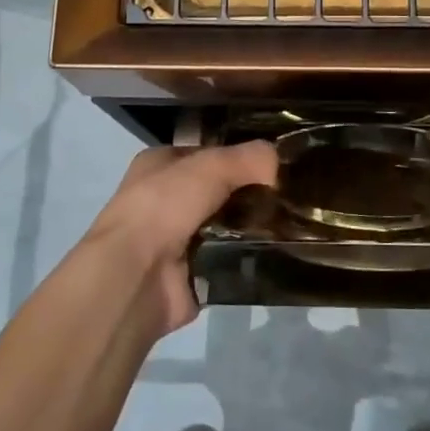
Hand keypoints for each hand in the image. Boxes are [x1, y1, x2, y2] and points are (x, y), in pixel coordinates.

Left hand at [82, 141, 277, 335]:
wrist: (135, 276)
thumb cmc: (163, 207)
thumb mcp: (210, 167)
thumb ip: (248, 158)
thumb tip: (279, 160)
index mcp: (159, 166)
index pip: (207, 154)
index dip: (239, 156)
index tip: (275, 162)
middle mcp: (165, 201)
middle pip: (220, 191)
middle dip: (250, 193)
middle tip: (290, 194)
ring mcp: (177, 241)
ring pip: (228, 226)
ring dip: (253, 226)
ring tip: (293, 222)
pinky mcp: (192, 275)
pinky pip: (230, 260)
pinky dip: (249, 258)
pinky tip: (278, 251)